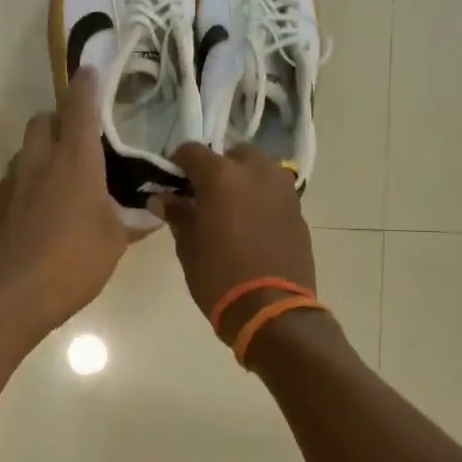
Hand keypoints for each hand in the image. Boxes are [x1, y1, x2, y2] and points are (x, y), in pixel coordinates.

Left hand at [0, 67, 128, 337]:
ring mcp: (12, 181)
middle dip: (60, 119)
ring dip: (44, 151)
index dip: (87, 86)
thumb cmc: (71, 261)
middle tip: (81, 139)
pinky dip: (31, 180)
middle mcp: (39, 160)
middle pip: (43, 120)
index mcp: (74, 160)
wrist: (7, 293)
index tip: (90, 70)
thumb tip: (151, 215)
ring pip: (27, 149)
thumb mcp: (113, 242)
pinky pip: (16, 178)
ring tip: (66, 178)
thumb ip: (131, 222)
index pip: (80, 108)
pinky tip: (45, 209)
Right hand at [153, 143, 316, 327]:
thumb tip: (163, 199)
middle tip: (205, 193)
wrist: (271, 310)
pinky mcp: (298, 211)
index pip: (192, 151)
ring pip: (260, 169)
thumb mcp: (188, 246)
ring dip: (244, 179)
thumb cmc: (218, 277)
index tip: (173, 180)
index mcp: (221, 177)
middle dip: (218, 167)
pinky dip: (262, 199)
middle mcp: (255, 173)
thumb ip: (177, 214)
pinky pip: (275, 193)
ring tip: (231, 206)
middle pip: (234, 153)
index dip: (179, 163)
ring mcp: (282, 190)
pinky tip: (252, 224)